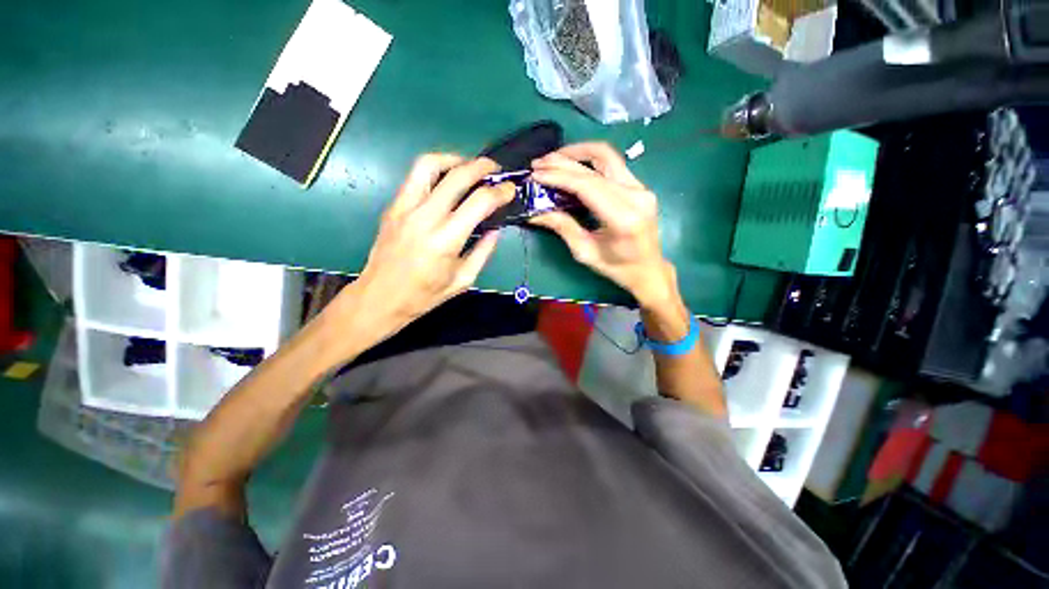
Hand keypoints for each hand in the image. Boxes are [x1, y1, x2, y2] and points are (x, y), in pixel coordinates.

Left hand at [327, 155, 512, 350]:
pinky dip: (435, 170)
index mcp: (446, 240)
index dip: (500, 192)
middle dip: (482, 166)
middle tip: (495, 169)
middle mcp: (425, 217)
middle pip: (457, 175)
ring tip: (468, 166)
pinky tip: (446, 180)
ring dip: (453, 159)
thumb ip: (483, 251)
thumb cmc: (425, 294)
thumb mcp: (464, 279)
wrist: (380, 297)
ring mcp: (405, 208)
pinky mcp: (393, 207)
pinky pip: (415, 177)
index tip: (509, 190)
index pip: (479, 202)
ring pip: (429, 164)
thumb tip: (495, 228)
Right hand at [529, 142, 677, 306]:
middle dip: (562, 162)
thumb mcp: (585, 253)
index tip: (536, 175)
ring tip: (553, 159)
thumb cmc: (617, 268)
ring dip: (577, 152)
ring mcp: (641, 187)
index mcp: (623, 218)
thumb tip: (535, 212)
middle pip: (596, 166)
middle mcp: (636, 196)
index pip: (587, 185)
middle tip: (538, 165)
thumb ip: (563, 228)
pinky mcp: (639, 185)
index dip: (559, 176)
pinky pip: (612, 163)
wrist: (648, 269)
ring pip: (606, 156)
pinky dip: (589, 161)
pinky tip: (572, 164)